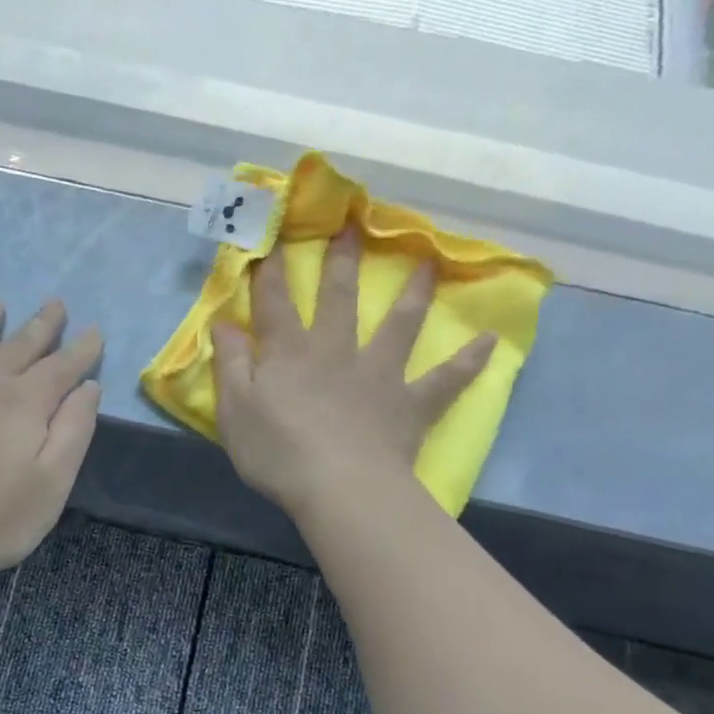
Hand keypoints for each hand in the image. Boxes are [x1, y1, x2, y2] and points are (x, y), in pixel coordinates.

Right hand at [212, 228, 493, 519]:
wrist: (340, 487)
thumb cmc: (277, 452)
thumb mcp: (234, 410)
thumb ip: (231, 364)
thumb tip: (224, 322)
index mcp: (290, 353)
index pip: (276, 303)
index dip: (272, 270)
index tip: (275, 237)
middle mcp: (337, 352)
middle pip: (340, 299)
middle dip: (342, 262)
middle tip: (353, 226)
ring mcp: (379, 375)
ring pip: (399, 325)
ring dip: (414, 293)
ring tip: (430, 262)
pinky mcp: (410, 404)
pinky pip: (445, 379)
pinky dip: (468, 361)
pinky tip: (489, 342)